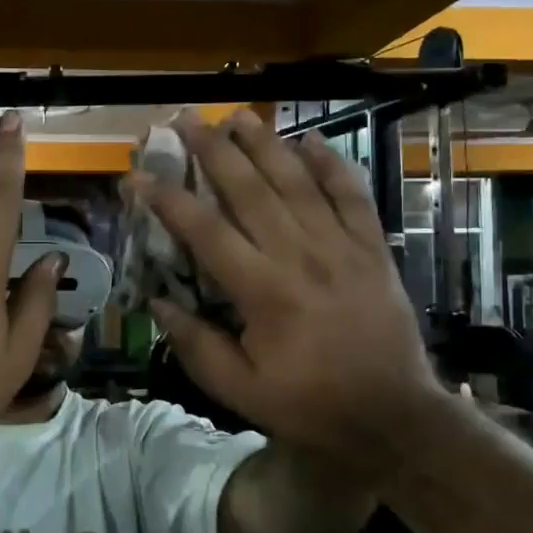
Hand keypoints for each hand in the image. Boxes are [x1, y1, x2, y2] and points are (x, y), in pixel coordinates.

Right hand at [134, 110, 444, 467]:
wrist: (393, 416)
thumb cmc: (310, 406)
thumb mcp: (240, 390)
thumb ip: (196, 344)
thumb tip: (158, 301)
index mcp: (263, 291)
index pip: (205, 231)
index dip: (168, 200)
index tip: (138, 176)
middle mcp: (300, 255)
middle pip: (250, 190)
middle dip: (214, 151)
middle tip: (187, 120)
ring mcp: (341, 247)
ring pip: (298, 182)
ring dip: (265, 144)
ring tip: (237, 116)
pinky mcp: (373, 248)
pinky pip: (352, 195)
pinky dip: (332, 164)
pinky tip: (311, 140)